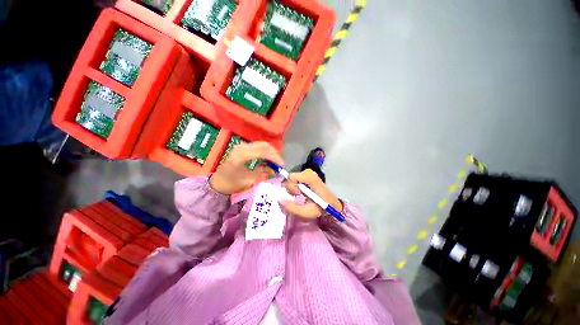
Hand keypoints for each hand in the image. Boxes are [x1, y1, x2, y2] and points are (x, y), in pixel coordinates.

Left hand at [210, 141, 283, 194]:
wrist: (217, 183)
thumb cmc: (232, 184)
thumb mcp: (249, 180)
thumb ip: (263, 172)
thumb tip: (275, 170)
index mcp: (241, 156)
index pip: (263, 152)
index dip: (274, 158)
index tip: (282, 165)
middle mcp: (241, 147)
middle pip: (263, 145)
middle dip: (274, 153)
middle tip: (280, 163)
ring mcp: (241, 146)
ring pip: (261, 144)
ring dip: (270, 151)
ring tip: (276, 161)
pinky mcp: (242, 148)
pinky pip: (257, 146)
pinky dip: (265, 151)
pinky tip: (268, 159)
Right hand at [281, 169, 342, 218]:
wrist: (332, 204)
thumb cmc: (320, 208)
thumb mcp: (306, 211)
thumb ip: (292, 207)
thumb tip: (279, 199)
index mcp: (310, 178)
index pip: (291, 177)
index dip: (289, 187)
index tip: (295, 195)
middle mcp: (309, 172)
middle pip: (291, 177)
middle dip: (291, 188)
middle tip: (297, 195)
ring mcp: (308, 172)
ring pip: (292, 179)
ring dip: (293, 187)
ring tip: (300, 194)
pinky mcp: (308, 174)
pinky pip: (295, 179)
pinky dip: (295, 186)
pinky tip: (301, 191)